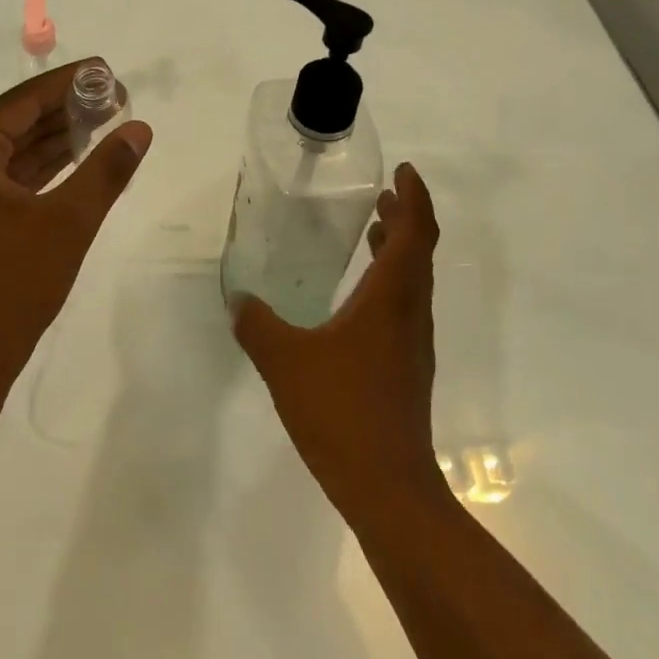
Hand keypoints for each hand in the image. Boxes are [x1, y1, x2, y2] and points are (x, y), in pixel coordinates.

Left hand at [0, 60, 151, 387]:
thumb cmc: (15, 283)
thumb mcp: (70, 222)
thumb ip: (106, 170)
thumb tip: (139, 129)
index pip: (22, 102)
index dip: (68, 83)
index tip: (107, 71)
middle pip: (15, 121)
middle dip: (64, 109)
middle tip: (113, 97)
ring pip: (12, 149)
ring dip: (54, 136)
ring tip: (103, 120)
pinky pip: (6, 175)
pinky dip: (40, 166)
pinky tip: (76, 157)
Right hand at [231, 163, 444, 516]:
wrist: (387, 487)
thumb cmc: (340, 411)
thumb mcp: (285, 361)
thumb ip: (257, 324)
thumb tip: (237, 298)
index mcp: (392, 298)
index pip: (416, 232)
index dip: (414, 196)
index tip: (403, 171)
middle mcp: (412, 313)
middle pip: (421, 251)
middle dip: (407, 217)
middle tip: (384, 195)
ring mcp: (414, 343)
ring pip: (415, 281)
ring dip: (400, 249)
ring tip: (374, 230)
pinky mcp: (408, 368)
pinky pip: (405, 307)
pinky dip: (391, 282)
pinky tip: (359, 297)